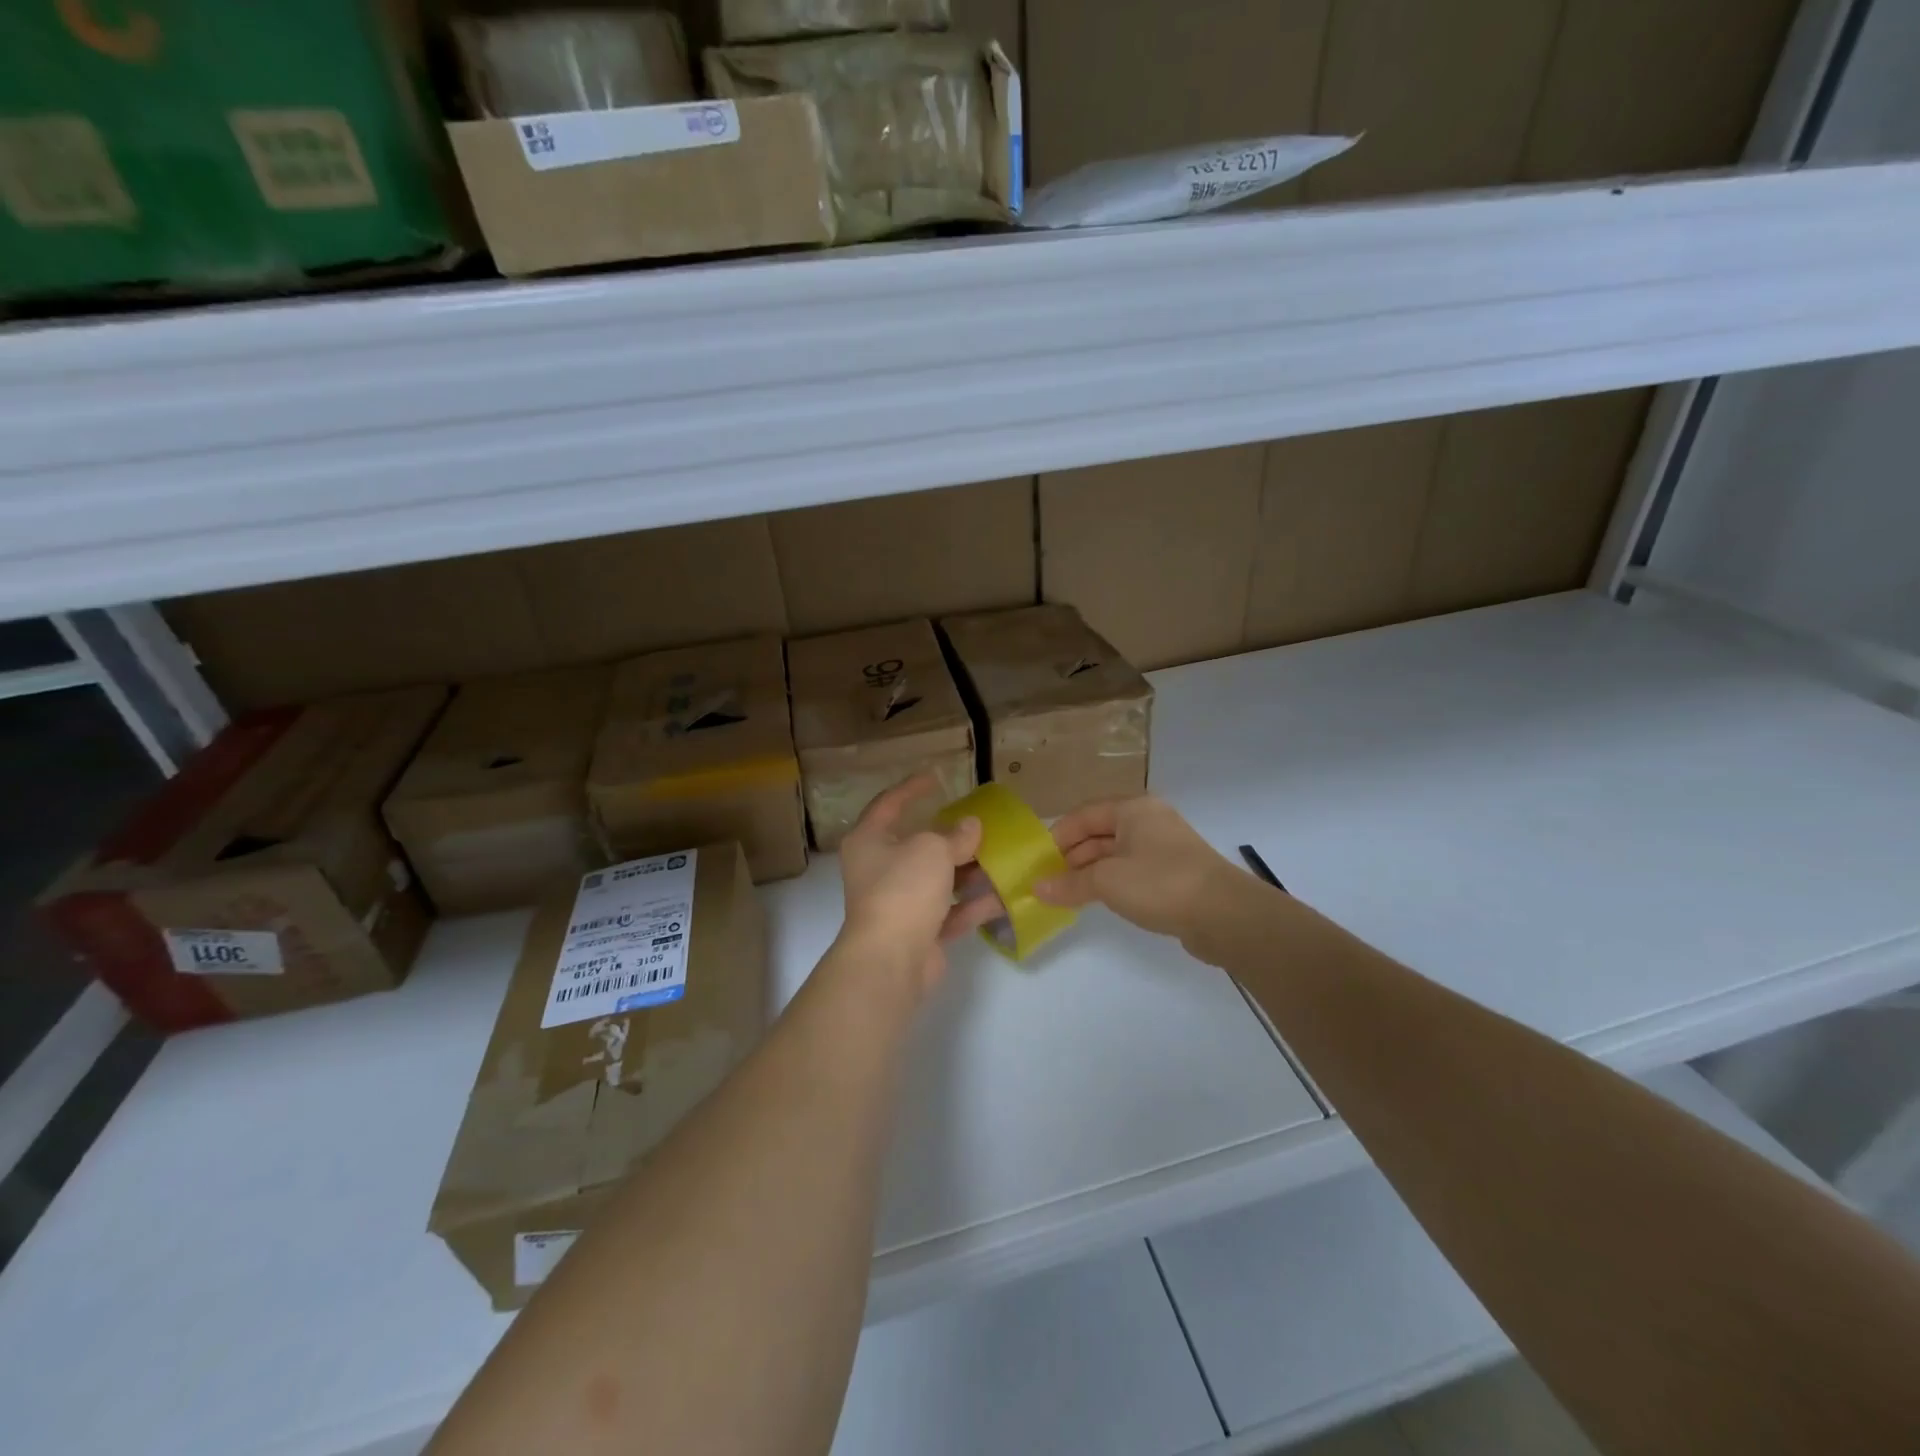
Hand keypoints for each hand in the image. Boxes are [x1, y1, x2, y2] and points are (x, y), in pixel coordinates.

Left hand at [837, 775, 999, 998]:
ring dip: (967, 872)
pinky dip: (973, 905)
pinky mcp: (918, 932)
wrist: (892, 959)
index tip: (936, 778)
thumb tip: (970, 826)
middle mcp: (879, 870)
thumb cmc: (903, 888)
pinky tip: (1003, 895)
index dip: (911, 789)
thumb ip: (954, 835)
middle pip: (918, 846)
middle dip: (950, 837)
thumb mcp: (933, 849)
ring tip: (1001, 858)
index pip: (888, 804)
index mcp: (869, 841)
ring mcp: (898, 904)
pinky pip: (949, 912)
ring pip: (937, 880)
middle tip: (979, 824)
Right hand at [1035, 796, 1248, 942]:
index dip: (1058, 836)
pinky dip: (1111, 882)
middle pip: (1099, 832)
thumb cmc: (1160, 883)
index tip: (1038, 862)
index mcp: (1133, 809)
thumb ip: (1069, 883)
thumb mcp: (1107, 882)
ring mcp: (1163, 847)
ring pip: (1115, 853)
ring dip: (1090, 872)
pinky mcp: (1173, 873)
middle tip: (1048, 880)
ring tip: (1066, 893)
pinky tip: (1096, 900)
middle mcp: (1148, 821)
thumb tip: (1037, 888)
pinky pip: (1132, 871)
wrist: (1225, 915)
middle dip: (1072, 856)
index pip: (1084, 815)